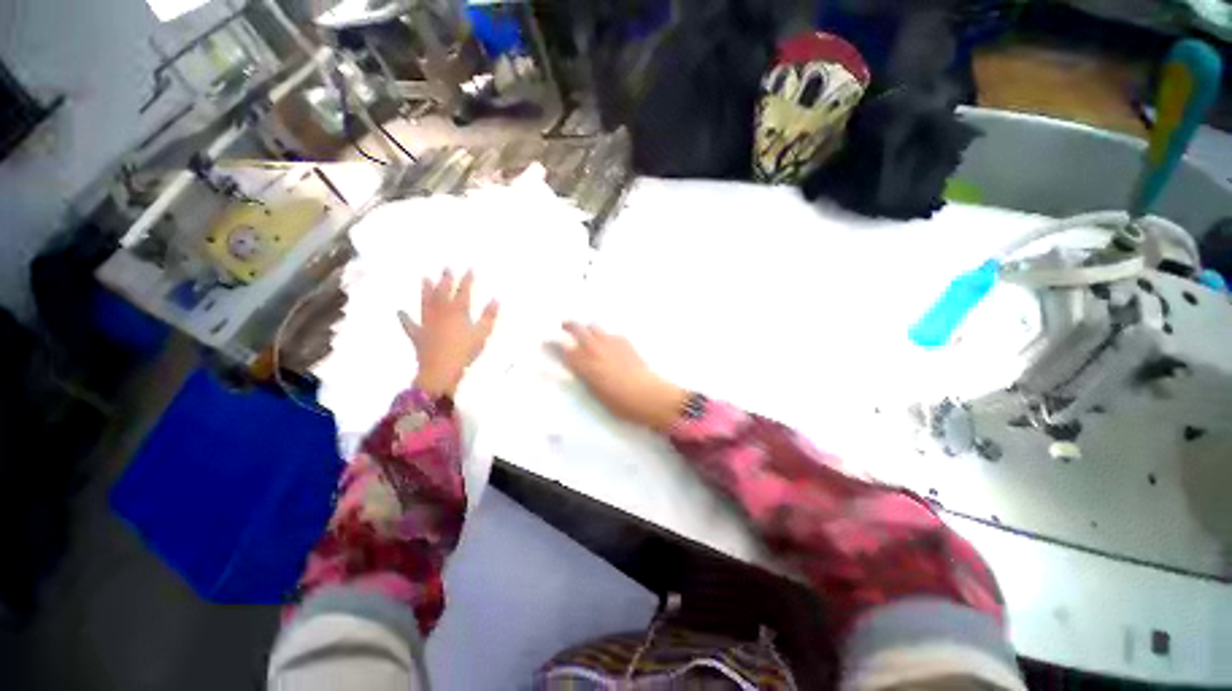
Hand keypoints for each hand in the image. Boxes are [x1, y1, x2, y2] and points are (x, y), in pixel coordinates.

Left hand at [399, 270, 498, 397]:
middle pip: (443, 292)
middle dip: (446, 279)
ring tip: (424, 278)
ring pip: (425, 302)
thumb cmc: (465, 351)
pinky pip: (410, 324)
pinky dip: (405, 318)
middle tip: (446, 268)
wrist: (441, 369)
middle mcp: (441, 312)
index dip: (467, 279)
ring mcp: (427, 322)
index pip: (463, 291)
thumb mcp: (483, 333)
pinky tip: (400, 312)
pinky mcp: (417, 334)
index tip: (470, 269)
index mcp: (458, 311)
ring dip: (425, 290)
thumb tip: (496, 299)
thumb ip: (489, 316)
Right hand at [552, 323, 687, 431]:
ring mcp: (611, 342)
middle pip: (576, 327)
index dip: (553, 344)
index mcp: (584, 364)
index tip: (547, 342)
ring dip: (588, 329)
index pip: (562, 348)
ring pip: (594, 326)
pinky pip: (610, 333)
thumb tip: (578, 367)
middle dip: (568, 326)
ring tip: (588, 337)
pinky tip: (609, 346)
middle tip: (564, 327)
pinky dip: (605, 337)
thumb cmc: (620, 403)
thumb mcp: (595, 393)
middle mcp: (595, 348)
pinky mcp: (625, 341)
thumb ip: (584, 375)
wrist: (649, 395)